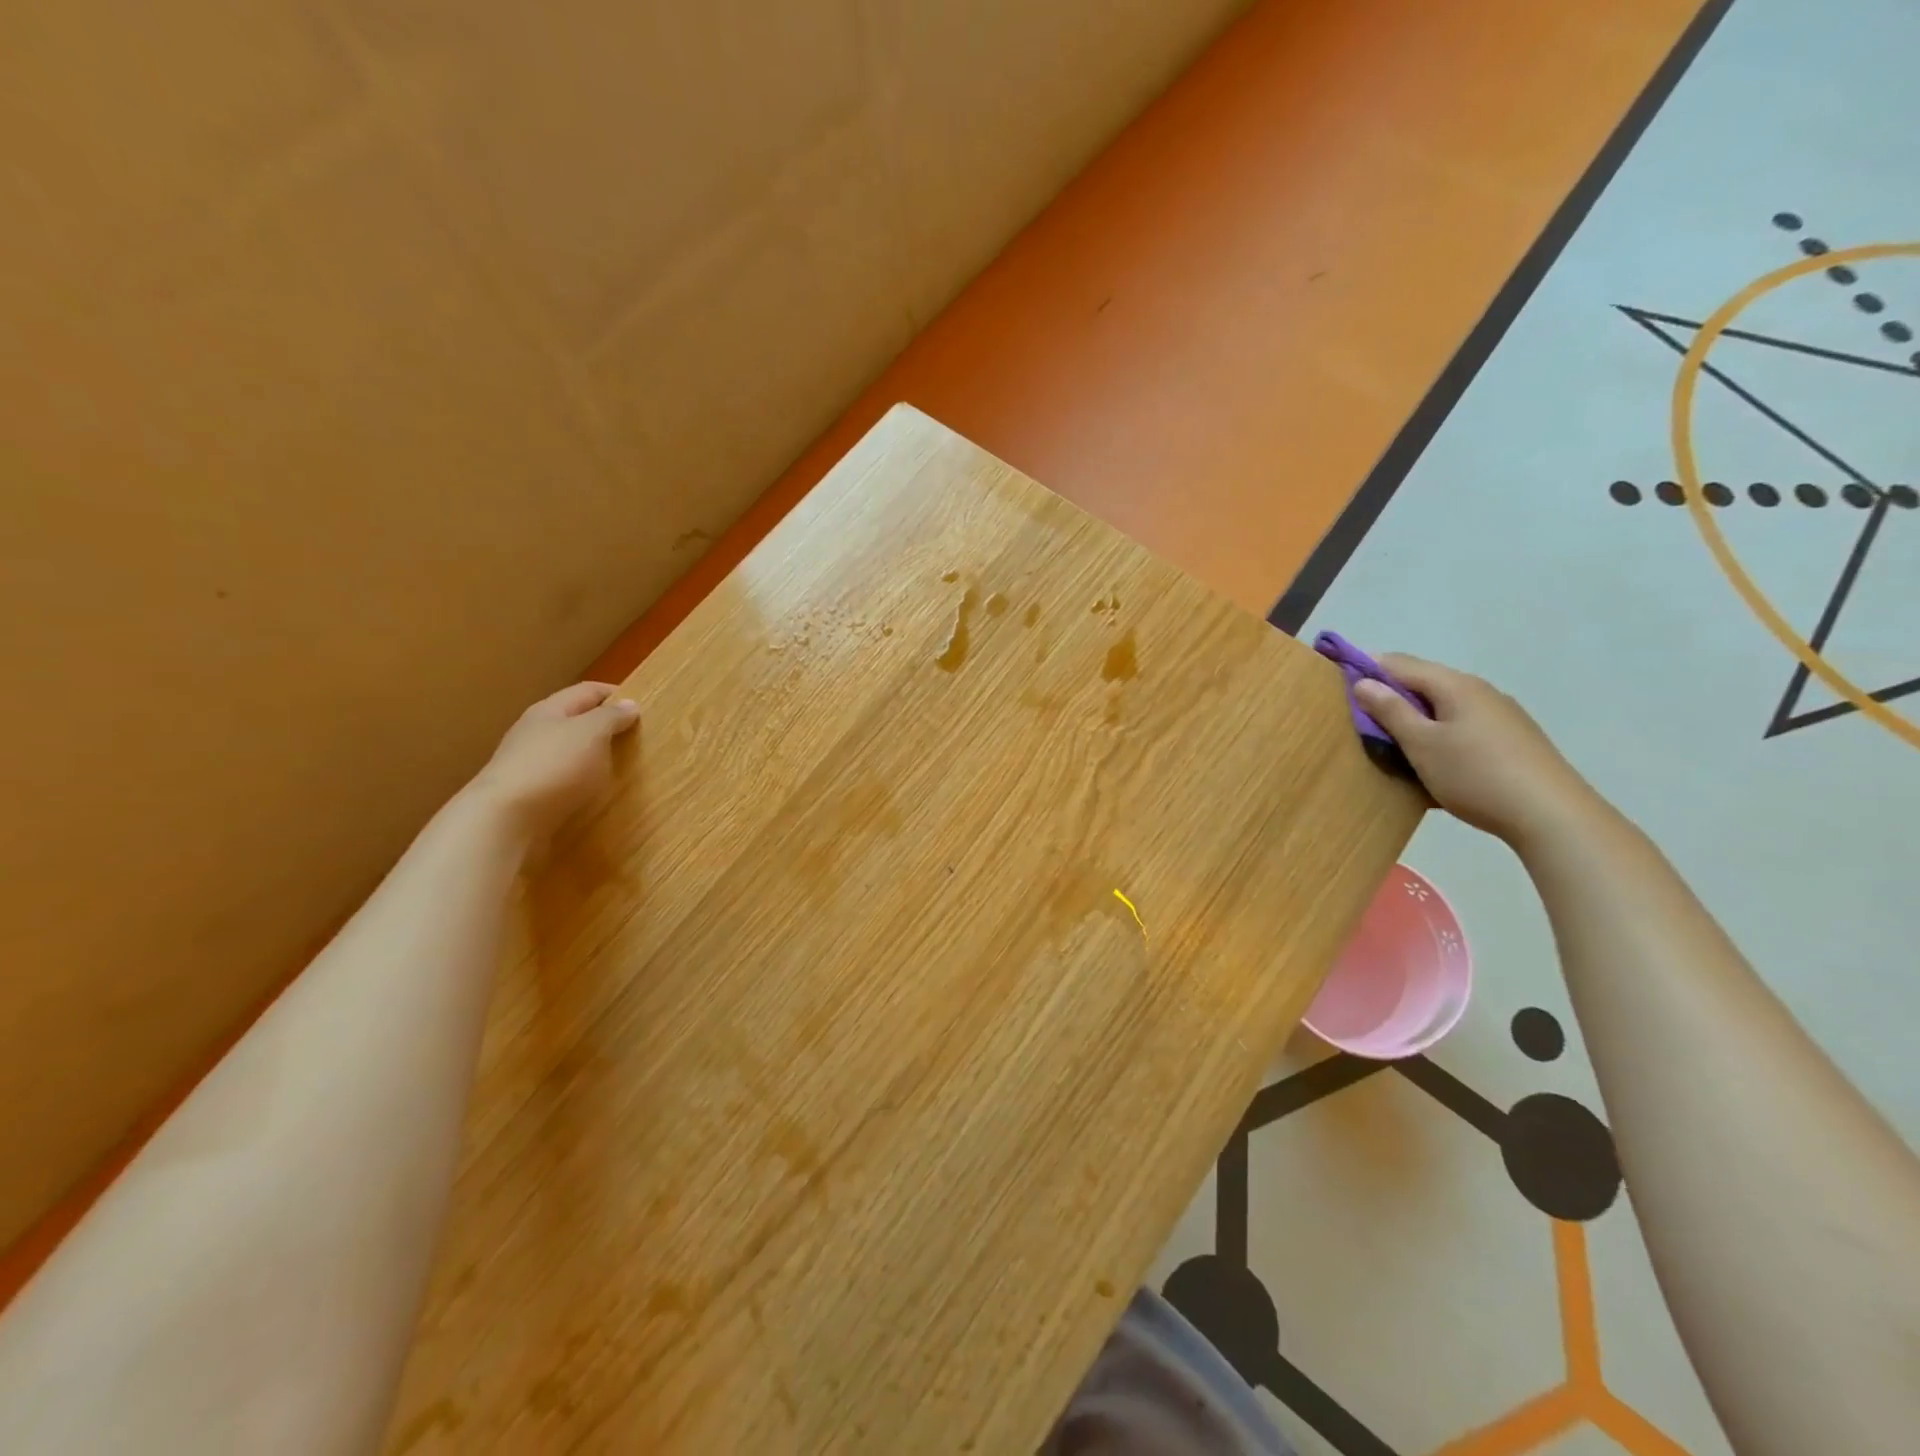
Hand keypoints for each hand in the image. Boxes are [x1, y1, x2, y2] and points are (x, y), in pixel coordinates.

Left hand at [465, 682, 640, 842]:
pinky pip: (563, 780)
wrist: (504, 822)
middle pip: (575, 720)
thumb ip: (611, 717)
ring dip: (594, 756)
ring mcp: (529, 765)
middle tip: (638, 738)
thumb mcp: (591, 733)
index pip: (587, 691)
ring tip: (622, 767)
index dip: (615, 694)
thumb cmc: (553, 767)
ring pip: (568, 752)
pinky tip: (596, 794)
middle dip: (605, 726)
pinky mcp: (529, 795)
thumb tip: (629, 704)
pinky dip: (582, 782)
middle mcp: (536, 732)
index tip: (643, 705)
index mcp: (549, 710)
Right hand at [1352, 655, 1597, 846]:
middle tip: (1360, 718)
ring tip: (1392, 741)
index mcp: (1455, 685)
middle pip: (1424, 682)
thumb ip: (1391, 711)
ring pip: (1444, 705)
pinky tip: (1432, 758)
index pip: (1400, 663)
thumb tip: (1363, 682)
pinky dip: (1437, 732)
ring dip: (1414, 716)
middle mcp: (1479, 691)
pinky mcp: (1511, 739)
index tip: (1338, 682)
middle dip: (1390, 694)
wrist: (1551, 815)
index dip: (1367, 667)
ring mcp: (1500, 714)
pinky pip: (1461, 724)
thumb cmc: (1475, 775)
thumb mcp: (1422, 744)